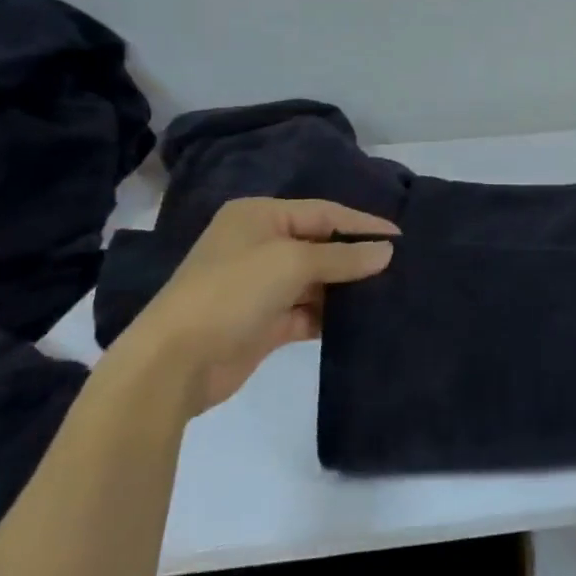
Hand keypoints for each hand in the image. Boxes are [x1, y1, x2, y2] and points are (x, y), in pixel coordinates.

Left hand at [110, 198, 396, 418]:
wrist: (174, 363)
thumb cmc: (233, 292)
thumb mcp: (292, 263)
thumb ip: (343, 257)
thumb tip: (387, 251)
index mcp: (259, 216)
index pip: (324, 212)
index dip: (362, 224)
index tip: (401, 236)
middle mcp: (259, 245)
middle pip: (320, 244)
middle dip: (355, 256)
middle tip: (399, 265)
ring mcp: (260, 285)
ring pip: (315, 280)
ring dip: (345, 287)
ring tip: (388, 291)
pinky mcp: (263, 322)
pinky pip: (306, 311)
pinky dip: (330, 315)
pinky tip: (361, 320)